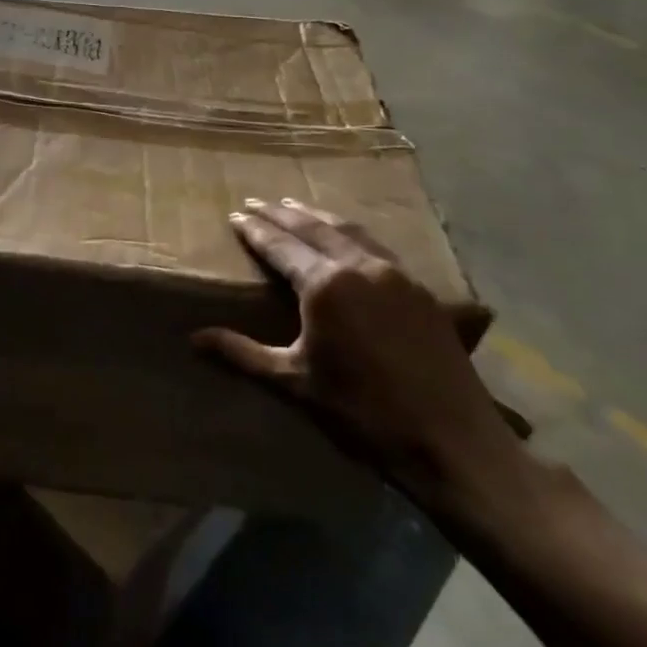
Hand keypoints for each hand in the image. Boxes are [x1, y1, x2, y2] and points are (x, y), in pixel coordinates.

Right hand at [195, 200, 517, 504]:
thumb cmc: (363, 414)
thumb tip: (193, 338)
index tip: (235, 215)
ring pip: (349, 230)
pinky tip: (349, 239)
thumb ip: (242, 354)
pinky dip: (351, 233)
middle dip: (281, 213)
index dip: (255, 230)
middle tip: (257, 201)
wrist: (453, 444)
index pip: (280, 245)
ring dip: (318, 216)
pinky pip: (377, 247)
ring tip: (296, 207)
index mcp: (325, 285)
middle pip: (313, 228)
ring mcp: (395, 275)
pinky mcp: (421, 290)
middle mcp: (360, 267)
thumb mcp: (294, 384)